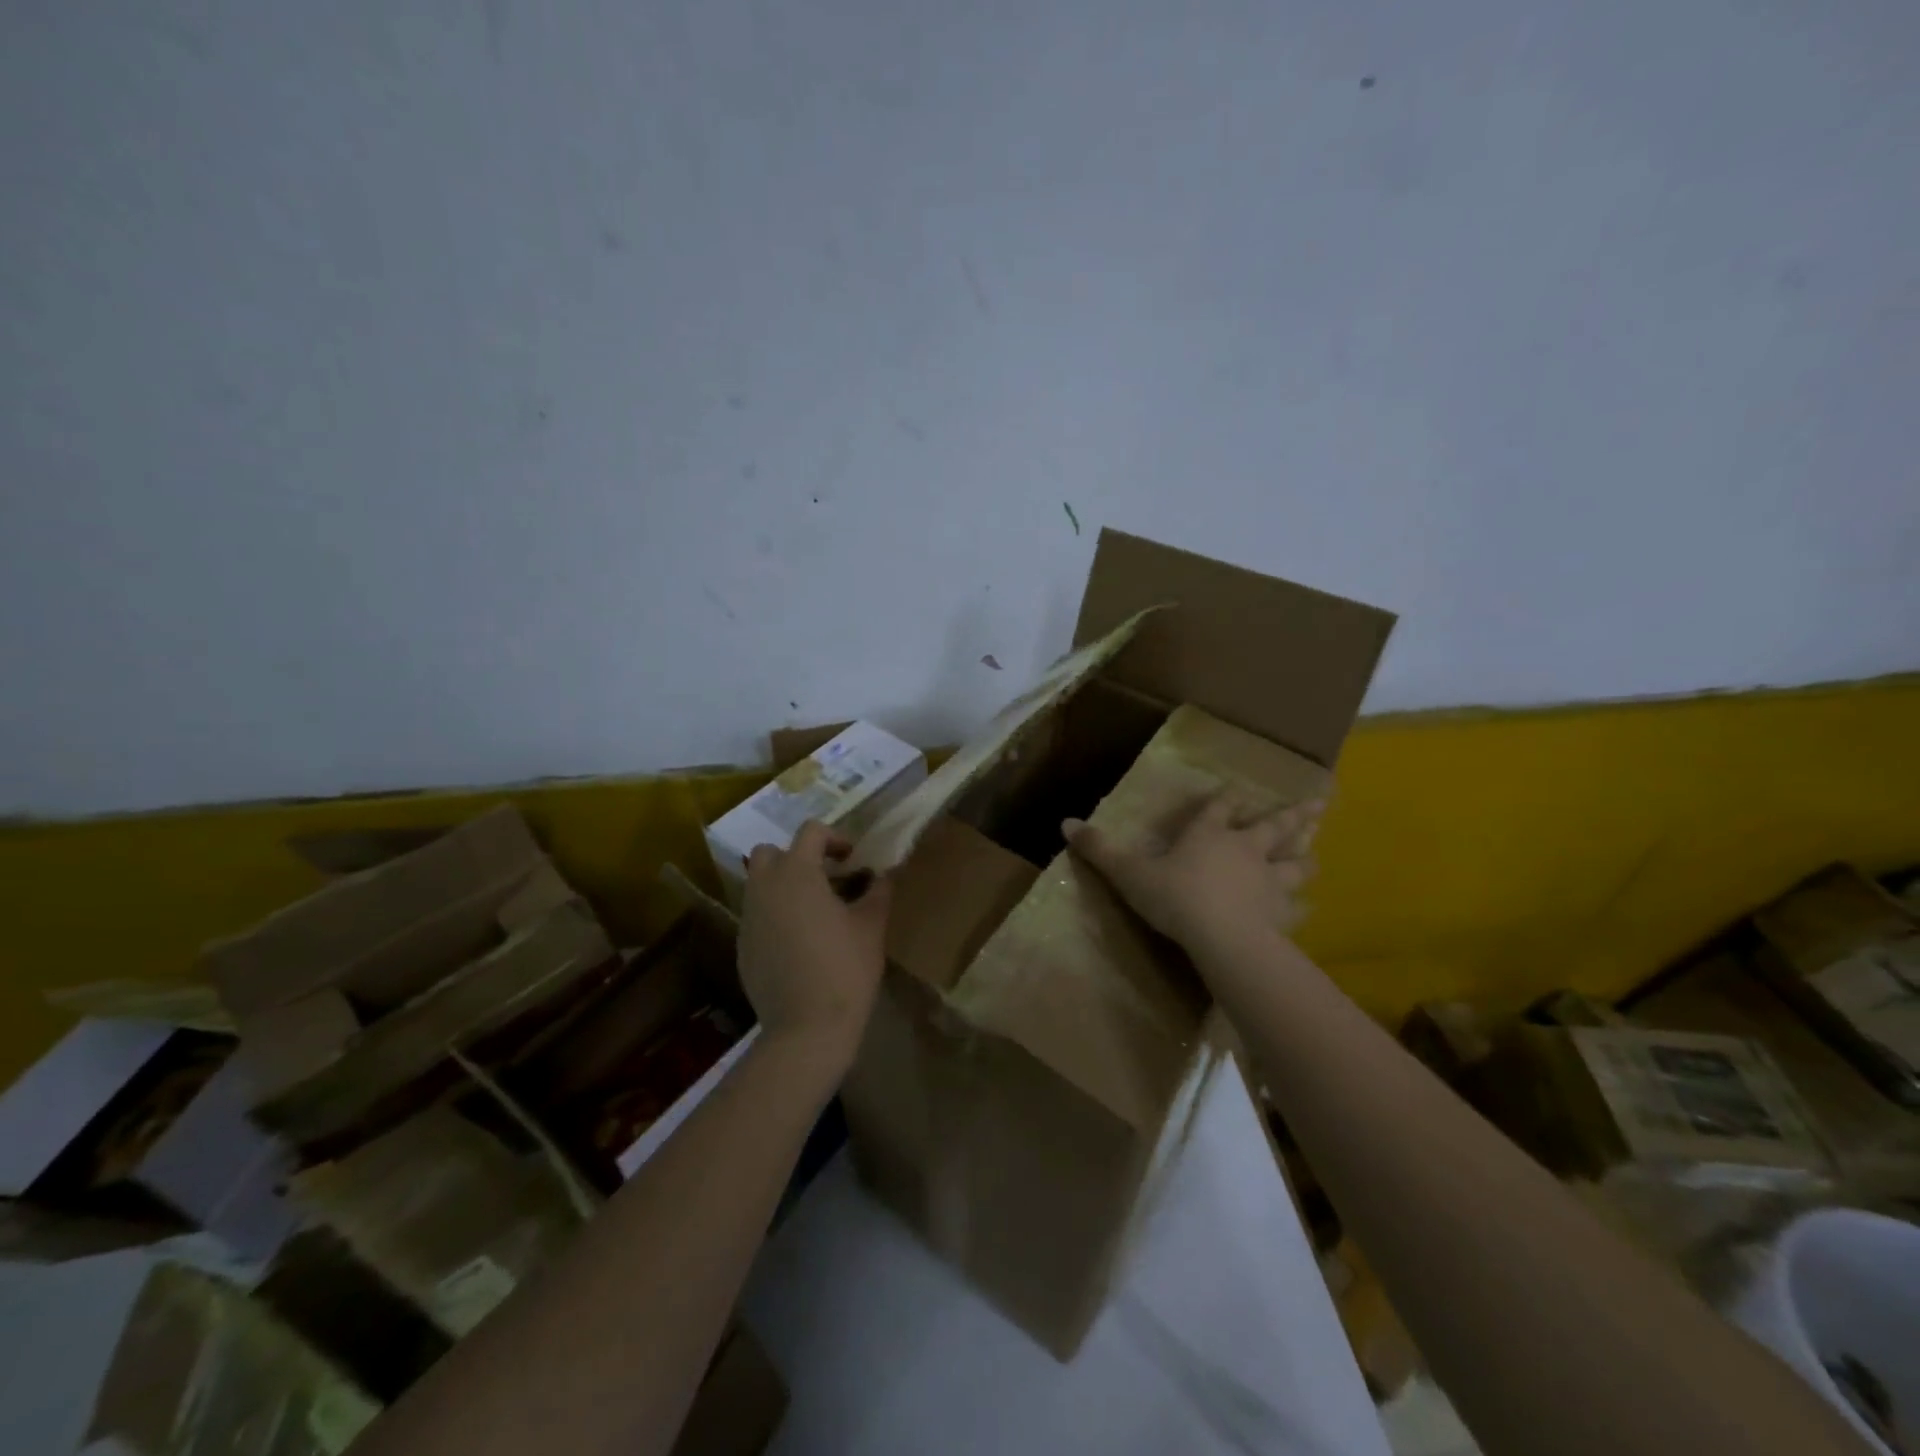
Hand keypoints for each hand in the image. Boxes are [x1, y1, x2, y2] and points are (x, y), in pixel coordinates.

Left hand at [738, 821, 892, 1063]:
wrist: (806, 1028)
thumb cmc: (845, 968)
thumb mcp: (872, 926)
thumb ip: (878, 891)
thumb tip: (884, 874)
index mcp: (797, 873)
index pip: (810, 832)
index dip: (834, 837)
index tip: (852, 859)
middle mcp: (765, 888)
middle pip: (769, 852)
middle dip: (795, 857)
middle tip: (825, 878)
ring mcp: (749, 918)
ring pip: (759, 884)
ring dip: (783, 886)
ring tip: (815, 911)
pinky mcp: (742, 947)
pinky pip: (757, 916)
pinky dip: (775, 916)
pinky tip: (799, 943)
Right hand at [1062, 787, 1323, 950]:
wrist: (1222, 937)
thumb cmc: (1175, 897)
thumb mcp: (1129, 873)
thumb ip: (1100, 849)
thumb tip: (1066, 823)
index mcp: (1209, 835)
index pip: (1219, 808)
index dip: (1226, 798)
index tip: (1234, 789)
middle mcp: (1245, 849)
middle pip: (1273, 826)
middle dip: (1292, 815)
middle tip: (1318, 802)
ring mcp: (1269, 880)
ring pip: (1295, 863)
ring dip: (1305, 855)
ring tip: (1316, 851)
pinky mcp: (1281, 912)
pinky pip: (1297, 907)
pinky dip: (1302, 906)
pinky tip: (1308, 908)